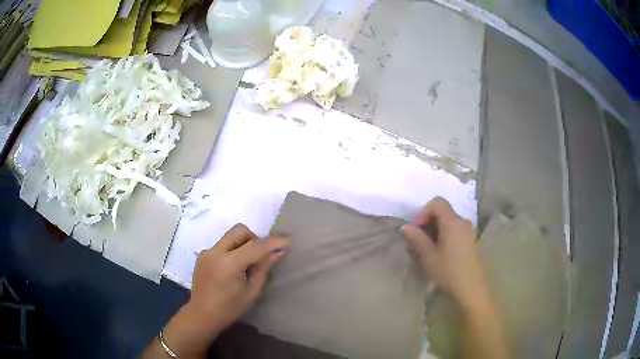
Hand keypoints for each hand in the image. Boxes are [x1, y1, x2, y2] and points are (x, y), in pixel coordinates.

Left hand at [189, 223, 288, 332]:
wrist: (202, 315)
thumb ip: (263, 269)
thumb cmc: (229, 309)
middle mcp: (215, 252)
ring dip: (243, 243)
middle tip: (261, 255)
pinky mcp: (202, 255)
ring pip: (230, 236)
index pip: (255, 246)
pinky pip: (222, 244)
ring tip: (247, 263)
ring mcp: (207, 252)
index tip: (288, 240)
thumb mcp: (251, 292)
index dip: (273, 242)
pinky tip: (233, 268)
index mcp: (229, 264)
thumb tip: (277, 253)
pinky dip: (233, 249)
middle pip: (239, 230)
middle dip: (255, 238)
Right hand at [401, 197, 487, 309]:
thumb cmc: (449, 271)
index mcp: (453, 222)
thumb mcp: (429, 256)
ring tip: (426, 248)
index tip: (416, 229)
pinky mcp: (470, 240)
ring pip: (448, 221)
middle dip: (427, 222)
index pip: (437, 202)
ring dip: (434, 230)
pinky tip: (439, 252)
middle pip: (442, 211)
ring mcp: (468, 231)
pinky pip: (454, 229)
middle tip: (417, 241)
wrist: (471, 287)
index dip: (423, 212)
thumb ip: (417, 238)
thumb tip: (404, 227)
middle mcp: (462, 221)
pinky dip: (443, 234)